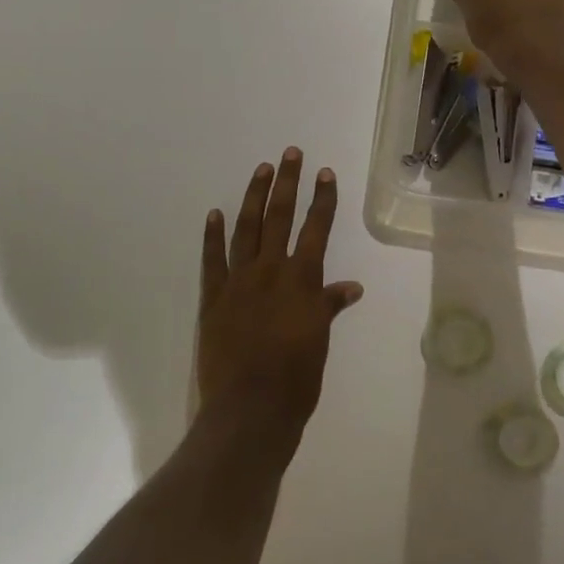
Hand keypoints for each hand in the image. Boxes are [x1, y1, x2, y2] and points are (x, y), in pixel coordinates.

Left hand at [197, 149, 363, 446]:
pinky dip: (213, 236)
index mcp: (302, 280)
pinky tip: (214, 214)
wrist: (250, 410)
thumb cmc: (296, 380)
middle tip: (289, 153)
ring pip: (246, 229)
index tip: (325, 173)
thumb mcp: (319, 341)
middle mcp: (271, 271)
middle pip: (279, 217)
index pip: (316, 229)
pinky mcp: (213, 298)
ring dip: (253, 197)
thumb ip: (329, 307)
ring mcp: (238, 282)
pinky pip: (212, 260)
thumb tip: (351, 287)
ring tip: (260, 170)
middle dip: (287, 183)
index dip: (323, 199)